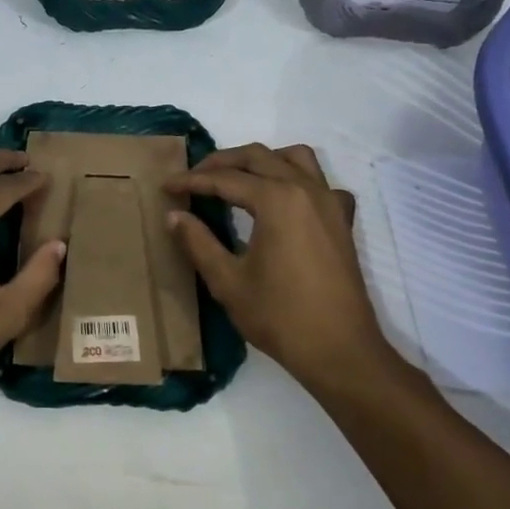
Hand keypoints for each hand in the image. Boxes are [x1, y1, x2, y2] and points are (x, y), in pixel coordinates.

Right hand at [165, 143, 385, 384]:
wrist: (339, 350)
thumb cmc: (279, 316)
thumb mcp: (228, 281)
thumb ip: (198, 242)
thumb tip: (174, 216)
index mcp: (276, 200)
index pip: (225, 179)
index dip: (191, 181)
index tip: (167, 187)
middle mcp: (305, 189)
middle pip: (258, 157)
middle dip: (222, 163)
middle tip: (194, 178)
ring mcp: (329, 202)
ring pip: (294, 158)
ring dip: (263, 160)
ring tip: (238, 178)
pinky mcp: (342, 220)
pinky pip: (321, 182)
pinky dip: (299, 179)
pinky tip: (286, 201)